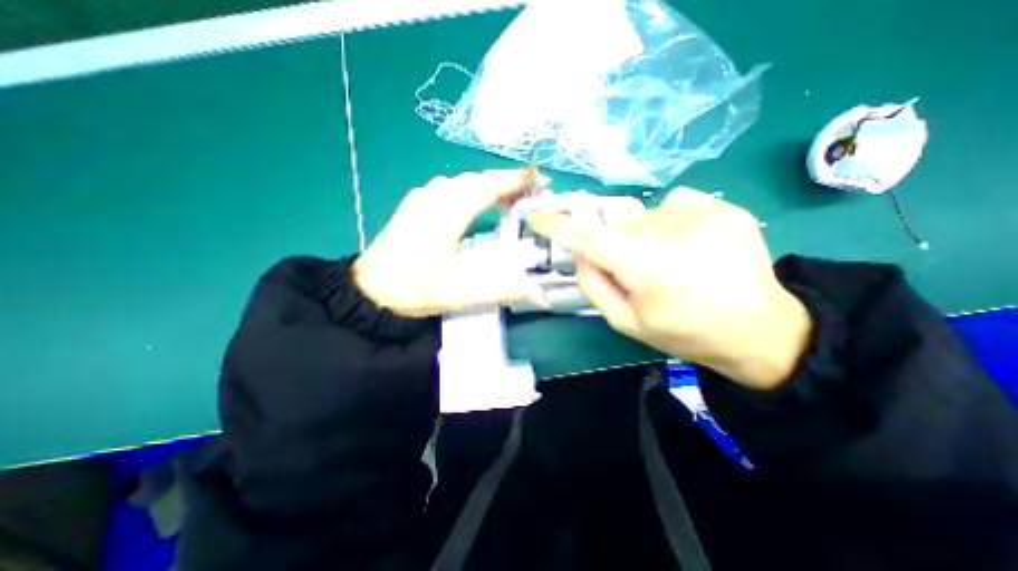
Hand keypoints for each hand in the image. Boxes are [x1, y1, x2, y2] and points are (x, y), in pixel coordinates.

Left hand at [353, 169, 548, 321]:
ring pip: (465, 181)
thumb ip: (501, 291)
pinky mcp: (415, 202)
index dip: (517, 181)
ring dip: (491, 186)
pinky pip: (451, 187)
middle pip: (479, 179)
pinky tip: (479, 205)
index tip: (541, 182)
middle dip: (509, 183)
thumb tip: (540, 294)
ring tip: (511, 201)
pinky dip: (473, 190)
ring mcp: (422, 197)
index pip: (488, 186)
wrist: (367, 291)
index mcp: (446, 214)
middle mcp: (434, 196)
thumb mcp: (459, 295)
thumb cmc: (412, 291)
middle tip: (532, 197)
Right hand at [530, 191, 816, 390]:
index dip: (560, 227)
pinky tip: (688, 243)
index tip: (540, 218)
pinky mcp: (722, 207)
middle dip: (615, 245)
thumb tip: (579, 252)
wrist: (757, 329)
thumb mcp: (627, 321)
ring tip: (671, 261)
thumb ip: (595, 285)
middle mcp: (668, 234)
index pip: (588, 238)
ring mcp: (699, 215)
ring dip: (643, 236)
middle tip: (638, 271)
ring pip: (643, 216)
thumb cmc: (682, 331)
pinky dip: (669, 221)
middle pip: (616, 226)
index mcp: (644, 267)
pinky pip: (673, 204)